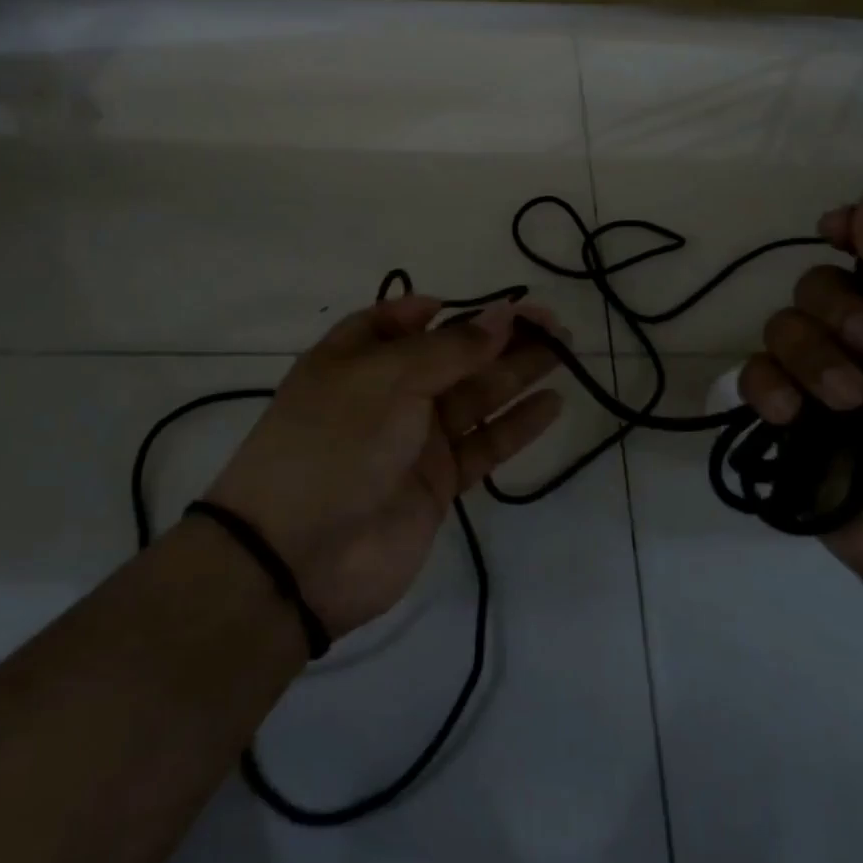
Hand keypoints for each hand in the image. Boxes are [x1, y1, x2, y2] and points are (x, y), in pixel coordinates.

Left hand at [204, 296, 564, 636]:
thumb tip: (501, 315)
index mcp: (356, 357)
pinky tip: (551, 403)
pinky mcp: (438, 483)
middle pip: (451, 355)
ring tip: (563, 349)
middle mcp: (387, 393)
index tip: (480, 303)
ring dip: (517, 372)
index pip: (397, 321)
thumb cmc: (334, 444)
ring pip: (475, 396)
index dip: (437, 310)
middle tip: (551, 321)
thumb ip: (451, 350)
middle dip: (498, 336)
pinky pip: (484, 444)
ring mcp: (414, 439)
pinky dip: (516, 424)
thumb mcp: (387, 378)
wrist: (298, 559)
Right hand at [738, 176, 862, 583]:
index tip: (833, 230)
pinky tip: (789, 416)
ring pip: (782, 328)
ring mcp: (825, 381)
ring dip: (810, 360)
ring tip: (843, 403)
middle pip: (816, 286)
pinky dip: (769, 390)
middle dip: (836, 314)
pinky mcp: (789, 418)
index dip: (848, 235)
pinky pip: (756, 376)